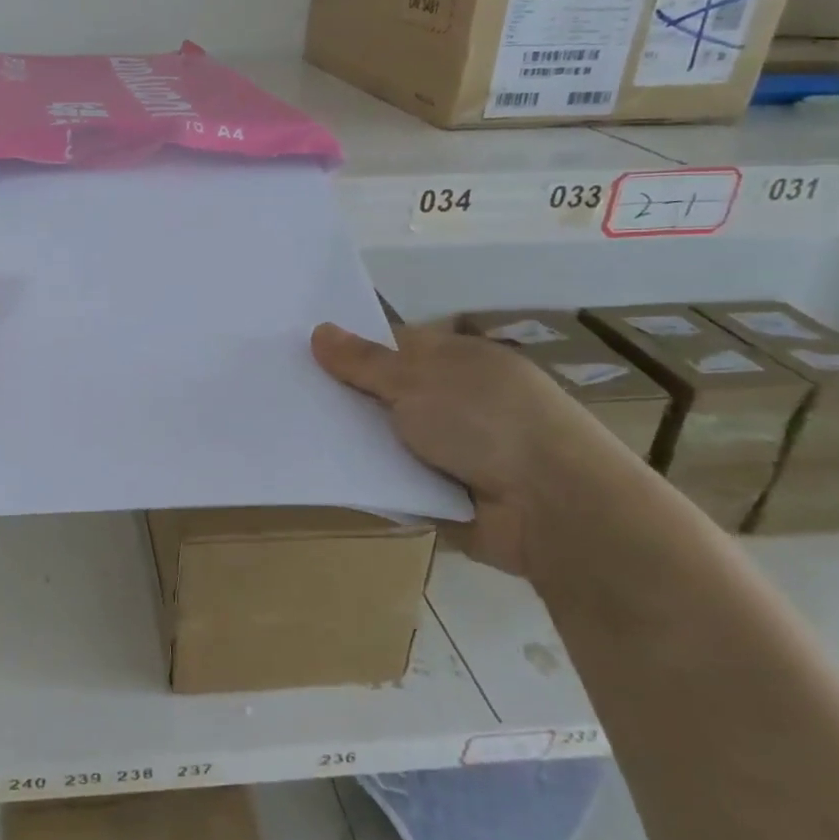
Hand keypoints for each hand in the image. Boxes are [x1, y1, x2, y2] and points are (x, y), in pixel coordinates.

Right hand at [311, 320, 604, 576]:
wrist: (553, 509)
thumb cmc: (486, 423)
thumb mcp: (416, 381)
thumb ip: (364, 361)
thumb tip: (319, 330)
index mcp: (456, 361)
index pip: (391, 345)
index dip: (348, 348)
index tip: (300, 354)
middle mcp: (454, 400)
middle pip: (384, 394)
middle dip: (343, 398)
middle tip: (285, 397)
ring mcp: (452, 450)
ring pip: (386, 439)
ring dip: (354, 443)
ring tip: (292, 437)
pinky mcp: (446, 494)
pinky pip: (394, 481)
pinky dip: (371, 481)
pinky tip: (325, 476)